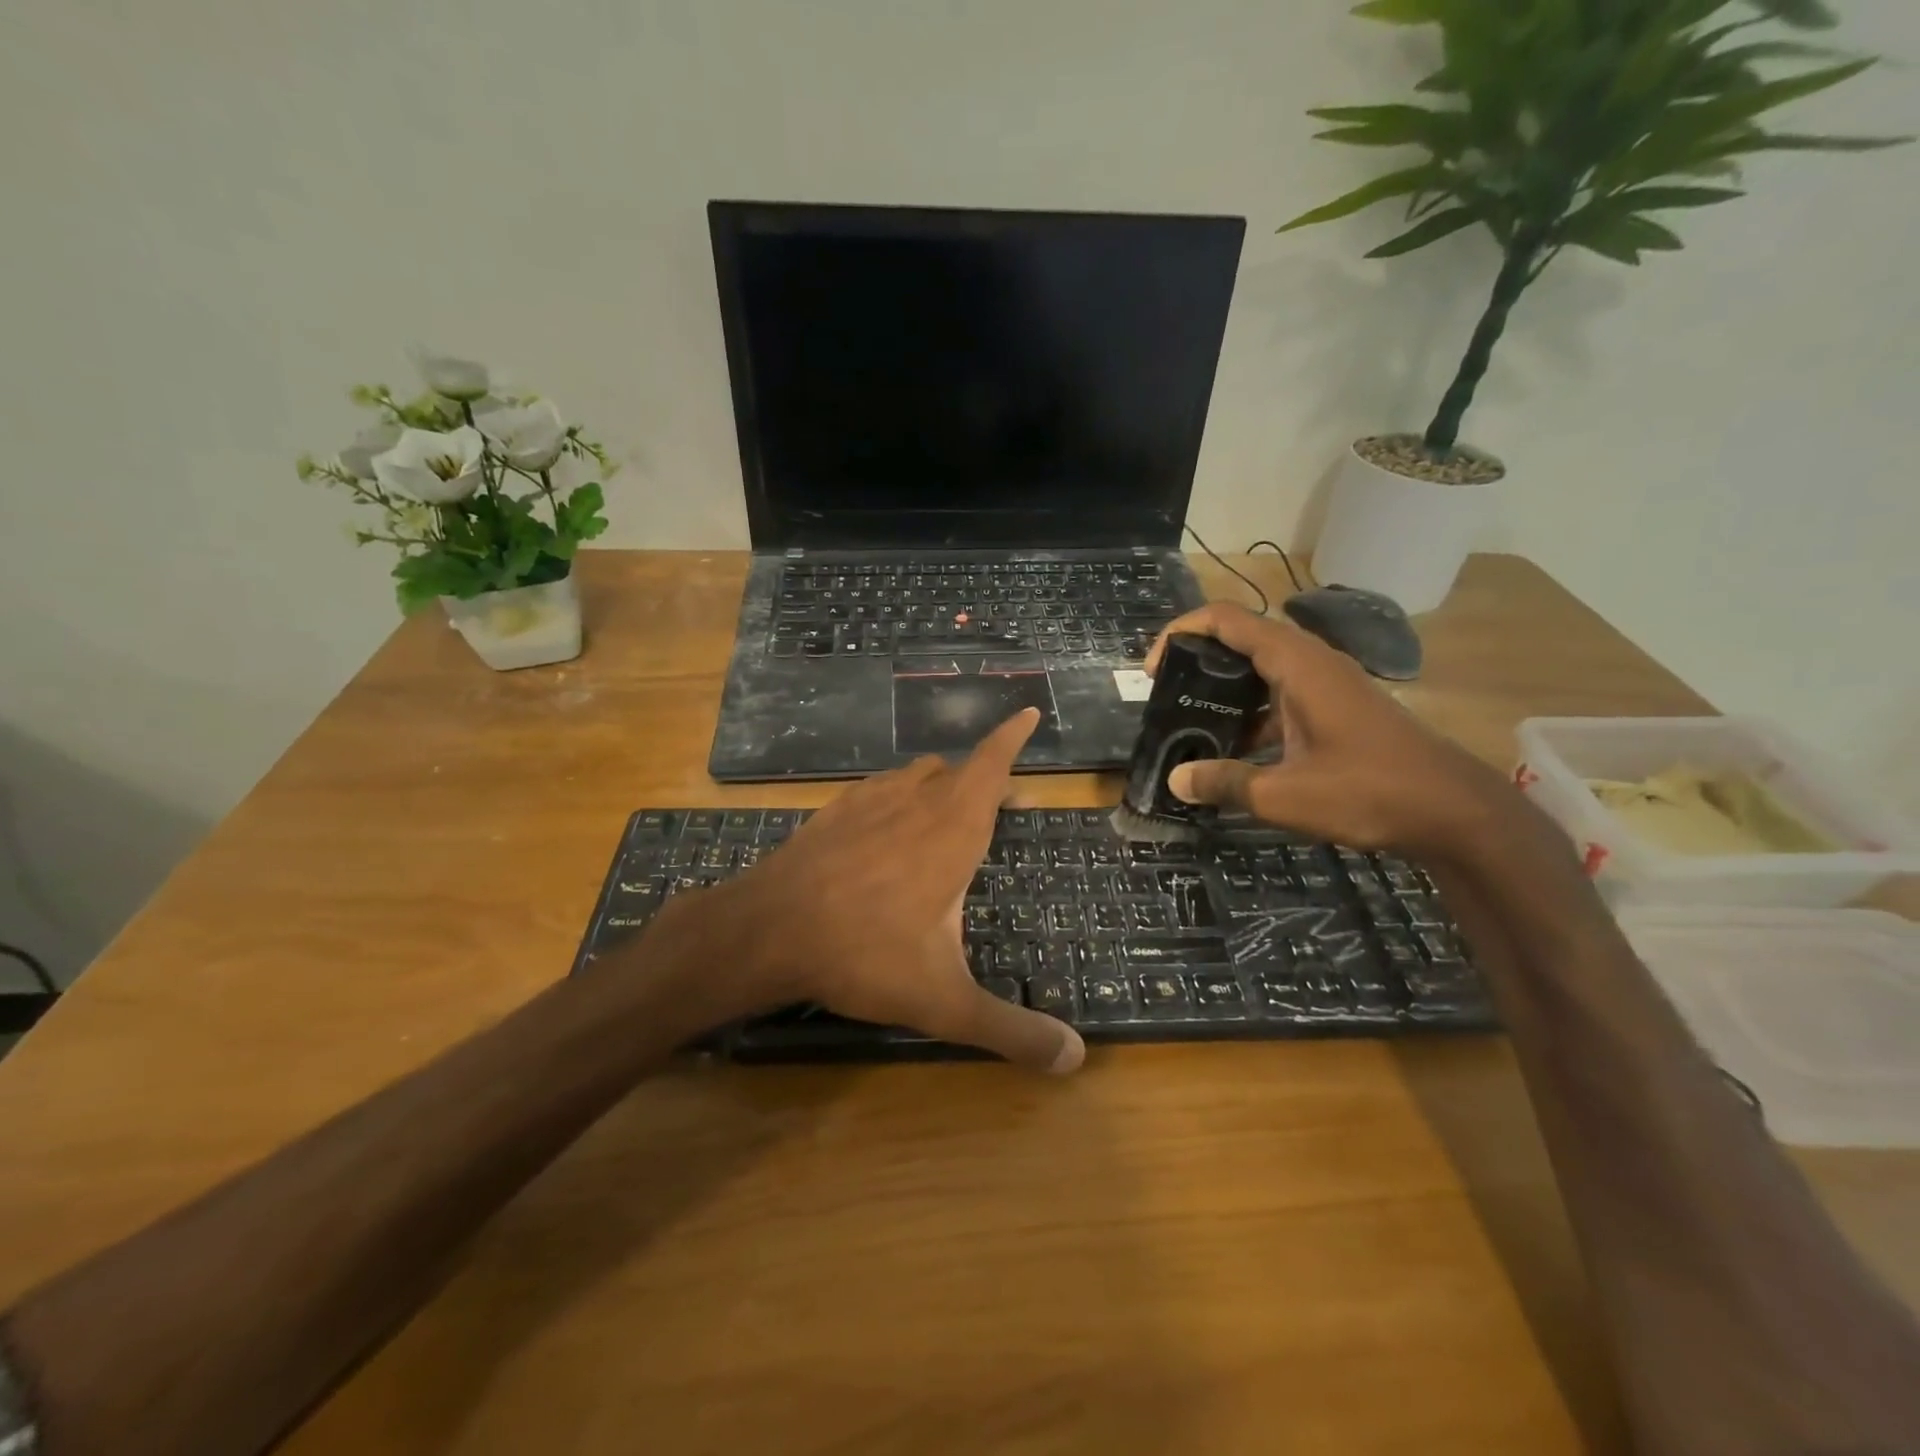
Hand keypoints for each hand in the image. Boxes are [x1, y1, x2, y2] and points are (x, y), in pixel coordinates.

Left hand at [696, 708, 1083, 1073]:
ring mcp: (869, 801)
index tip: (1026, 712)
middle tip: (1003, 799)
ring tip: (948, 809)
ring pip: (916, 775)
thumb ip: (1011, 1030)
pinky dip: (896, 795)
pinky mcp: (833, 812)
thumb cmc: (866, 954)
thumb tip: (1075, 1059)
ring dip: (940, 784)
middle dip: (985, 777)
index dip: (1011, 737)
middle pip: (959, 771)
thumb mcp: (945, 1001)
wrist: (767, 931)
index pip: (991, 765)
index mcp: (953, 829)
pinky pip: (878, 789)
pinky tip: (886, 823)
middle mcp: (915, 802)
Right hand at [1144, 602, 1514, 859]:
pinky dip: (1252, 710)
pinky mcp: (1339, 707)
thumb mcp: (1284, 795)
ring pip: (1263, 668)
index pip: (1227, 620)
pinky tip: (1236, 750)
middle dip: (1198, 660)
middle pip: (1242, 638)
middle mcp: (1312, 662)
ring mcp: (1329, 684)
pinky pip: (1282, 693)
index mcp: (1297, 665)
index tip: (1153, 670)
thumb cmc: (1369, 792)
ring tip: (1191, 722)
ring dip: (1225, 688)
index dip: (1181, 633)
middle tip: (1166, 697)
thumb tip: (1176, 779)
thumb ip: (1225, 782)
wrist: (1456, 812)